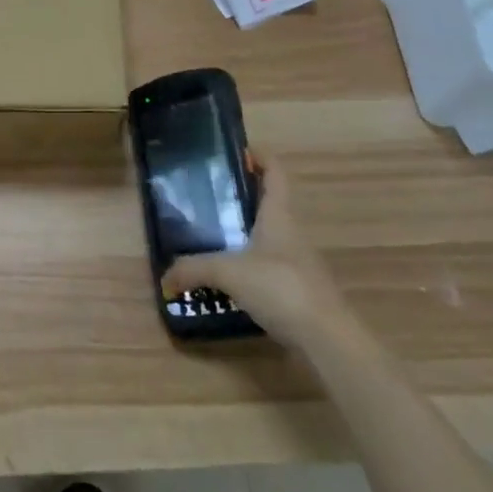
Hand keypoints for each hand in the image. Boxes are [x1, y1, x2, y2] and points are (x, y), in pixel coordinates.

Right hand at [161, 157, 342, 339]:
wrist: (327, 339)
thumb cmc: (281, 287)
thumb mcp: (229, 273)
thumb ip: (194, 269)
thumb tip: (164, 277)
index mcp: (279, 214)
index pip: (275, 171)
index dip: (260, 156)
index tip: (236, 152)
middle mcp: (291, 231)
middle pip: (270, 201)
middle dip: (243, 194)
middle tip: (210, 193)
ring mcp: (297, 261)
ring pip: (269, 234)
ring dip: (246, 229)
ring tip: (212, 232)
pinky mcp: (297, 288)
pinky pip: (270, 263)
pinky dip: (250, 261)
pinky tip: (229, 273)